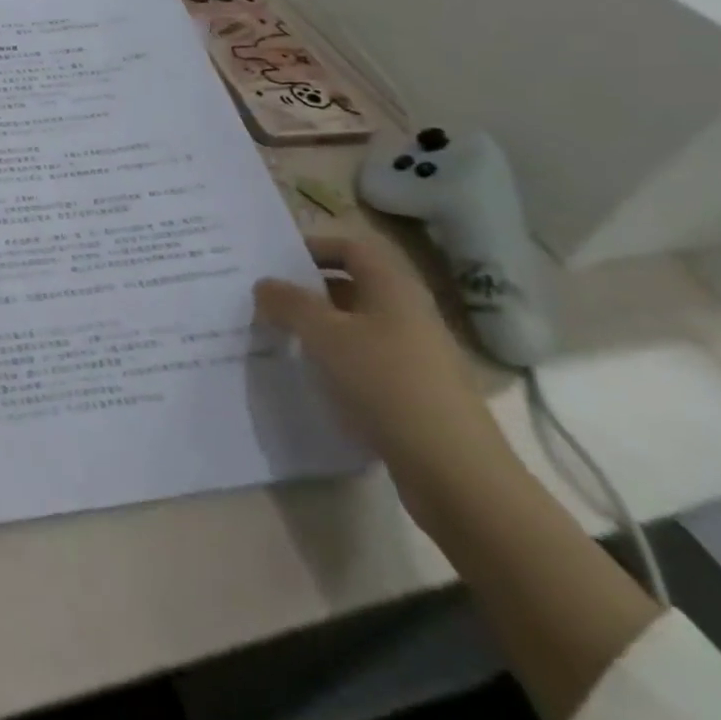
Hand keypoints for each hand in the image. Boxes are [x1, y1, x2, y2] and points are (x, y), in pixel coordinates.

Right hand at [255, 236, 513, 506]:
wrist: (455, 472)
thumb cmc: (386, 384)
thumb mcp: (324, 335)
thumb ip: (289, 303)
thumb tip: (265, 284)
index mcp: (394, 288)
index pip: (352, 248)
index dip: (313, 247)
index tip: (274, 262)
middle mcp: (410, 314)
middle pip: (354, 286)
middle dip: (309, 290)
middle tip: (267, 299)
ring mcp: (417, 355)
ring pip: (358, 325)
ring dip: (319, 327)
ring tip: (280, 337)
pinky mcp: (415, 392)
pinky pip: (367, 360)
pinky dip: (337, 360)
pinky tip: (312, 377)